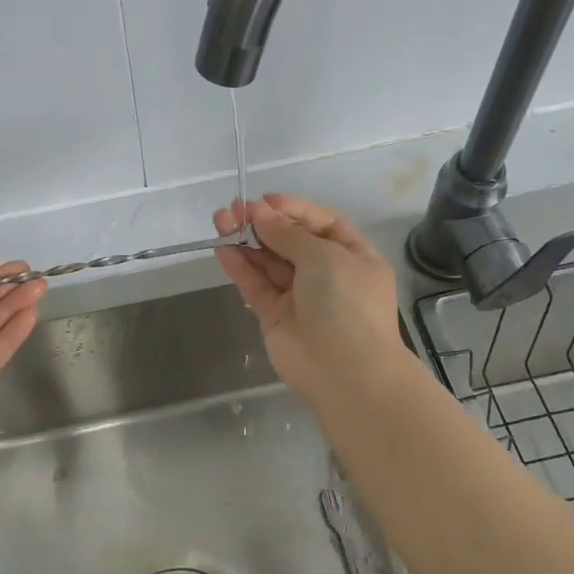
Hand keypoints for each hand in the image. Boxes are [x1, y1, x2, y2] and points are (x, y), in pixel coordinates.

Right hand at [212, 193, 402, 400]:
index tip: (265, 200)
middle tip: (233, 209)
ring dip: (247, 241)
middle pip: (291, 241)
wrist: (345, 372)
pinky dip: (241, 267)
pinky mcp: (276, 316)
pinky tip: (223, 249)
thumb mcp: (324, 257)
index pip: (321, 224)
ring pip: (270, 262)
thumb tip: (259, 211)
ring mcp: (301, 297)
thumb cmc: (346, 302)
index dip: (293, 209)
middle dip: (264, 223)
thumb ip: (287, 233)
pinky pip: (257, 286)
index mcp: (353, 256)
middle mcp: (328, 274)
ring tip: (221, 221)